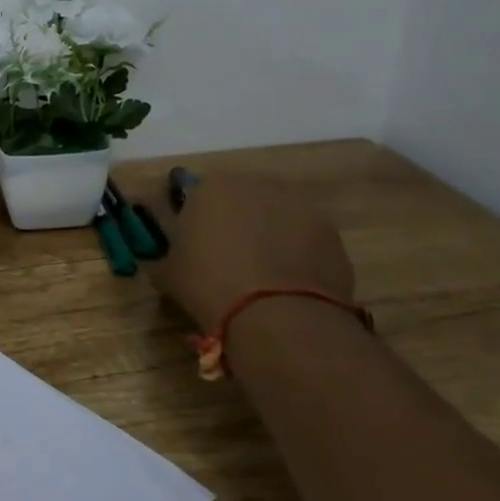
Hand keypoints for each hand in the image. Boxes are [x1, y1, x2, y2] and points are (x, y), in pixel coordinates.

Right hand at [147, 176, 353, 328]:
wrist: (276, 314)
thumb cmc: (208, 284)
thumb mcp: (168, 273)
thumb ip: (170, 256)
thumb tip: (174, 259)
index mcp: (212, 187)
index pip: (199, 196)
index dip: (198, 223)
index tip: (196, 249)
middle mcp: (257, 185)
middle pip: (243, 202)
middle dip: (237, 224)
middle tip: (228, 261)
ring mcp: (300, 207)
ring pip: (277, 219)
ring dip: (269, 238)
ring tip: (261, 277)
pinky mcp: (331, 234)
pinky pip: (305, 241)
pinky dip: (296, 256)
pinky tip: (286, 286)